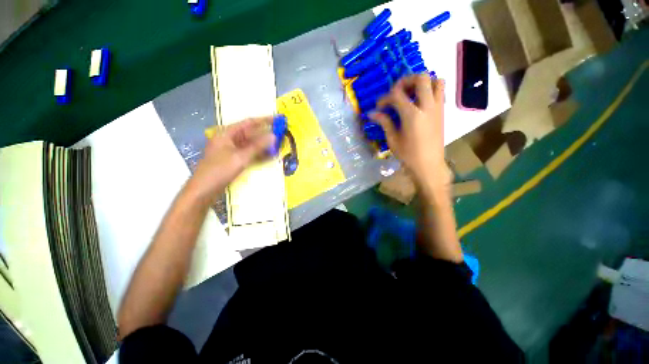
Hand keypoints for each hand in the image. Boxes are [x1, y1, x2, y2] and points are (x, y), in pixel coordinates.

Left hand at [187, 117, 275, 203]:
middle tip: (282, 134)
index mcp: (227, 134)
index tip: (278, 119)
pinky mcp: (236, 160)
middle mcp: (230, 140)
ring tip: (279, 145)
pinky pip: (251, 154)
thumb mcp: (240, 157)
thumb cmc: (219, 170)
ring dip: (265, 146)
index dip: (264, 120)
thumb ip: (258, 146)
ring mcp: (233, 151)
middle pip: (251, 134)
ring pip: (252, 145)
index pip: (249, 123)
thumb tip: (274, 136)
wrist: (204, 190)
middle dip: (266, 134)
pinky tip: (271, 156)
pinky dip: (260, 155)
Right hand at [370, 75, 450, 189]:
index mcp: (412, 115)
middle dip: (406, 81)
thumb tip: (372, 113)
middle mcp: (427, 106)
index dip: (385, 98)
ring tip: (411, 93)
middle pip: (420, 78)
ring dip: (422, 82)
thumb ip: (384, 122)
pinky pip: (441, 91)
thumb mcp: (393, 140)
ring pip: (435, 80)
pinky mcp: (442, 112)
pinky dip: (431, 89)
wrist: (429, 165)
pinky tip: (420, 102)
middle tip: (397, 91)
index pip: (397, 95)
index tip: (379, 106)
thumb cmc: (408, 155)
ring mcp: (437, 108)